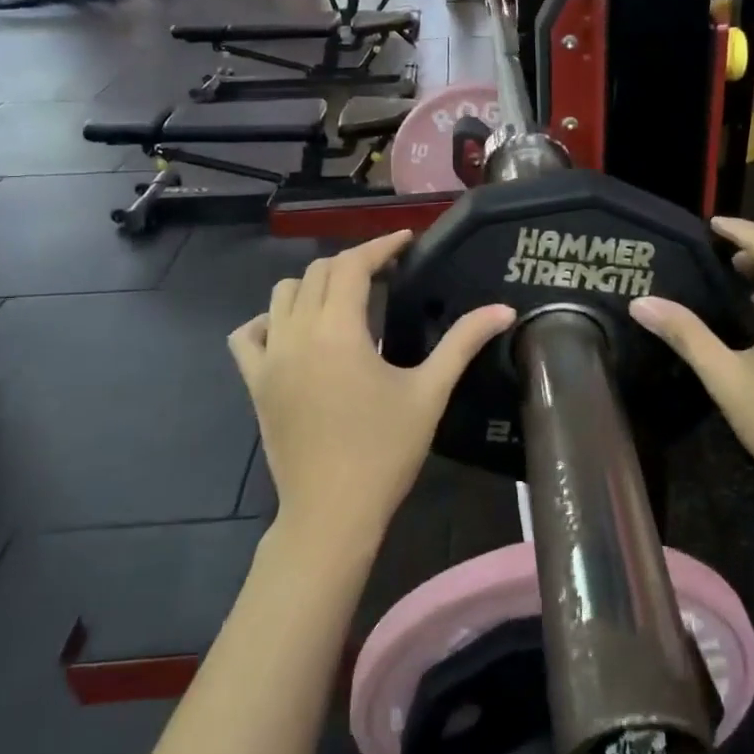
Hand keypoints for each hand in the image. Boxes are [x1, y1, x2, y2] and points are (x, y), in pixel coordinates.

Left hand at [228, 231, 514, 547]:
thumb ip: (464, 342)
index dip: (380, 246)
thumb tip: (504, 309)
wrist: (331, 513)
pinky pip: (249, 334)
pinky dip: (270, 320)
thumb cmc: (385, 451)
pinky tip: (294, 331)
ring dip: (314, 285)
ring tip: (346, 299)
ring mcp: (270, 358)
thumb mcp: (429, 392)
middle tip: (386, 273)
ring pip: (282, 294)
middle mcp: (297, 333)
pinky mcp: (256, 383)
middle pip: (318, 273)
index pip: (353, 265)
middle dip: (352, 263)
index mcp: (339, 330)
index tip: (405, 240)